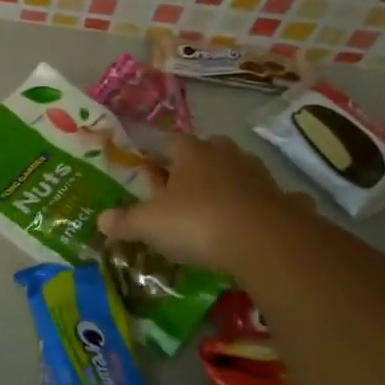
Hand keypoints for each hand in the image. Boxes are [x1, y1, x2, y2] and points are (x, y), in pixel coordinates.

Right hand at [98, 134, 309, 276]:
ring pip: (240, 170)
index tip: (148, 168)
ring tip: (213, 204)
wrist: (264, 242)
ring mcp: (259, 176)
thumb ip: (125, 221)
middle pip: (208, 149)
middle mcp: (226, 156)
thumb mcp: (149, 225)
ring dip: (227, 182)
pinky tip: (257, 221)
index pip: (170, 141)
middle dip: (195, 162)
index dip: (157, 153)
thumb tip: (101, 220)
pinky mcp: (283, 201)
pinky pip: (271, 198)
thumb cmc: (197, 223)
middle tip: (181, 185)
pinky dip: (264, 205)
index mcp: (191, 153)